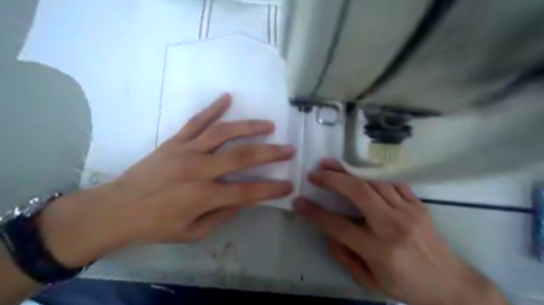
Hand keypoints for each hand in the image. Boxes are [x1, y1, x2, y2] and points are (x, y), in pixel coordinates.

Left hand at [36, 94, 294, 267]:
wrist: (116, 209)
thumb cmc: (156, 226)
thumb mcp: (193, 233)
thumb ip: (222, 216)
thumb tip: (243, 200)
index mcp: (203, 196)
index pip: (247, 192)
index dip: (271, 189)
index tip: (289, 184)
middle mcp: (199, 169)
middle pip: (242, 156)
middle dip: (270, 152)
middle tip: (288, 148)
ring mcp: (186, 151)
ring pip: (223, 132)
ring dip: (249, 127)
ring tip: (268, 125)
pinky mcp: (174, 141)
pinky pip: (196, 121)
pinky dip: (213, 108)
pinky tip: (227, 97)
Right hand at [296, 159, 507, 304]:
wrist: (452, 285)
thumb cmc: (407, 286)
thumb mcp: (370, 281)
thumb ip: (344, 256)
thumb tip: (328, 231)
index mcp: (378, 250)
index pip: (338, 225)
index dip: (315, 212)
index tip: (299, 201)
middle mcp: (392, 227)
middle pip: (358, 193)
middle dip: (332, 179)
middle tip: (315, 173)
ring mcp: (408, 212)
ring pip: (374, 182)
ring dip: (349, 172)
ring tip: (330, 165)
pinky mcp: (418, 205)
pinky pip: (392, 183)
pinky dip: (372, 177)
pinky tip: (359, 174)